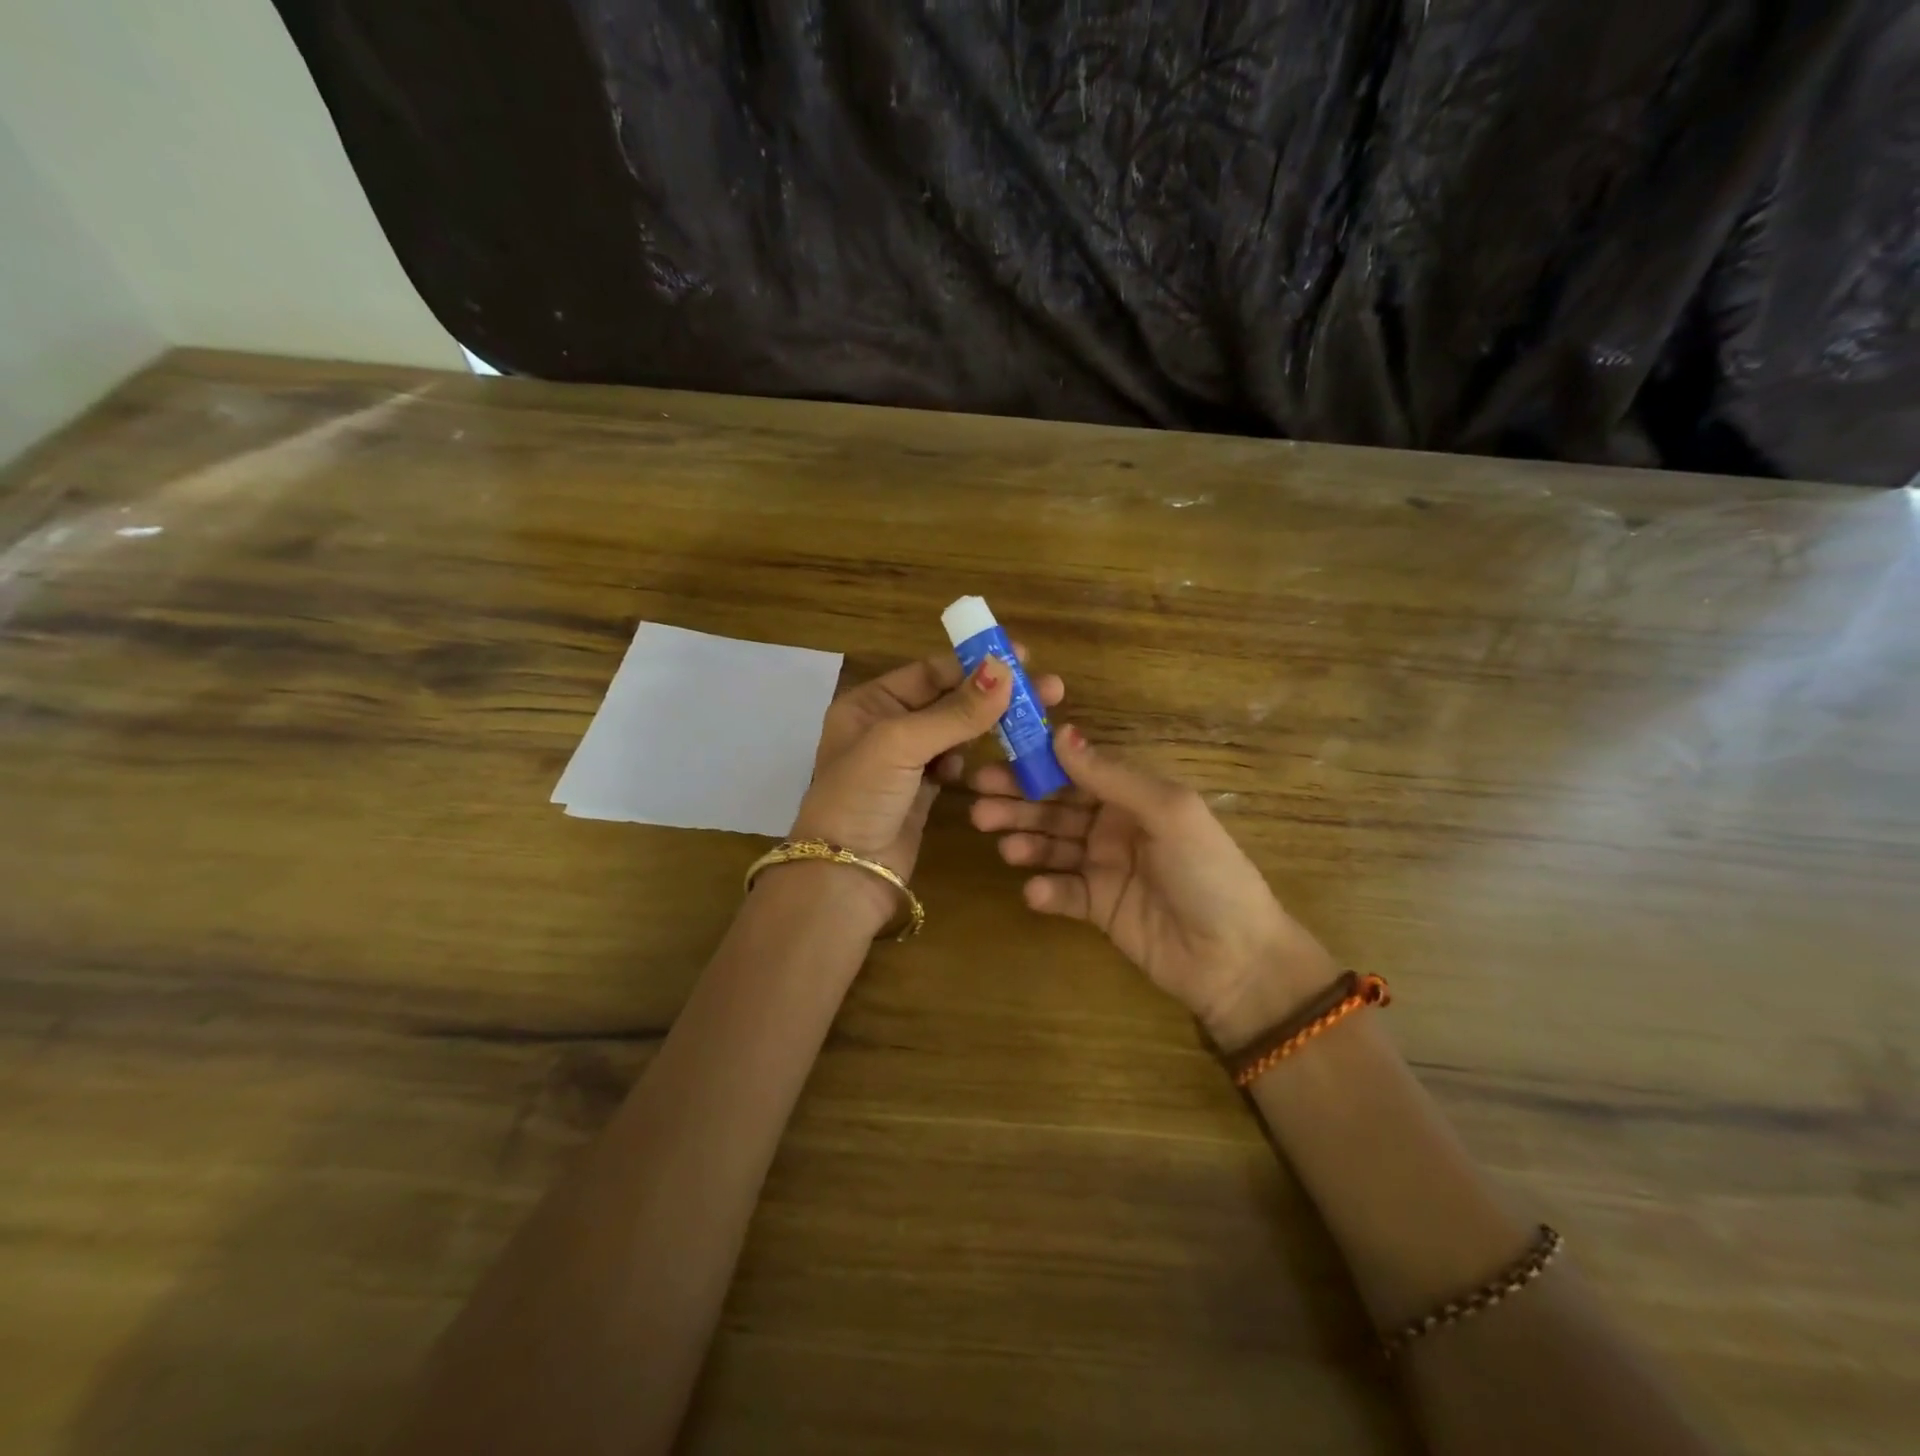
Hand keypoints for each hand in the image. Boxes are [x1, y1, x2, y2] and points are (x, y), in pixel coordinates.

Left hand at [789, 649, 1064, 927]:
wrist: (845, 874)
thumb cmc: (861, 796)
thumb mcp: (901, 744)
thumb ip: (955, 710)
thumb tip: (1004, 669)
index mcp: (870, 702)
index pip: (930, 672)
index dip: (974, 663)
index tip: (1023, 657)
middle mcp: (886, 725)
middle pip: (948, 698)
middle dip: (993, 693)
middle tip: (1048, 689)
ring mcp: (905, 760)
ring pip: (955, 731)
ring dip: (987, 725)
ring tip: (1031, 722)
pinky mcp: (922, 790)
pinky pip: (954, 761)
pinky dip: (969, 758)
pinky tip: (981, 763)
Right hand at [969, 725, 1337, 1044]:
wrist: (1236, 959)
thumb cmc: (1208, 872)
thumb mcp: (1168, 812)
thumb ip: (1111, 776)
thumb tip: (1060, 733)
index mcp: (1134, 795)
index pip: (1075, 772)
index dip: (1035, 766)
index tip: (995, 762)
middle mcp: (1114, 825)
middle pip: (1056, 808)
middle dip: (1019, 805)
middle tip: (980, 807)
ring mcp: (1105, 868)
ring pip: (1053, 847)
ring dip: (1026, 843)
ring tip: (1005, 846)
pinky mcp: (1098, 908)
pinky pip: (1064, 892)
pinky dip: (1047, 889)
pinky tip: (1037, 891)